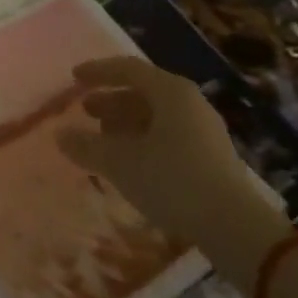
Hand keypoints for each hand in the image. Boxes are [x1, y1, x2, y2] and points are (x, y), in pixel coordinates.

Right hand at [58, 56, 283, 264]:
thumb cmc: (174, 181)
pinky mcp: (214, 157)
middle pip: (143, 91)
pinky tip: (134, 163)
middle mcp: (190, 101)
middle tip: (87, 112)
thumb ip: (87, 146)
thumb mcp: (121, 163)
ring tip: (106, 140)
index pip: (126, 68)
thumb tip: (60, 135)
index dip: (97, 71)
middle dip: (111, 100)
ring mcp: (206, 129)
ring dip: (127, 123)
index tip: (74, 78)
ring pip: (157, 115)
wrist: (237, 229)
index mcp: (170, 90)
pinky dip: (146, 140)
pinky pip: (171, 135)